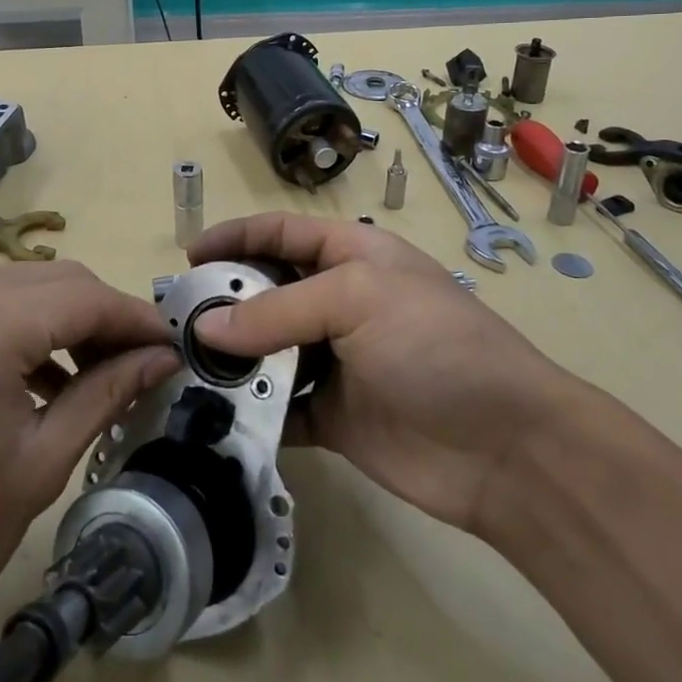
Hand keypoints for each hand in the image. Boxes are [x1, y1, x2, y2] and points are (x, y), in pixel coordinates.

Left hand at [0, 260, 180, 669]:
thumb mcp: (36, 466)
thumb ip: (105, 395)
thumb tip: (162, 359)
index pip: (90, 298)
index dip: (140, 323)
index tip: (178, 351)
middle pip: (61, 281)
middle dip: (107, 318)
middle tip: (143, 368)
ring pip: (27, 286)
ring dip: (69, 321)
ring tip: (99, 376)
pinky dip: (27, 328)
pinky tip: (43, 379)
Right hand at [188, 214, 576, 537]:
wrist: (506, 448)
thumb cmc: (433, 345)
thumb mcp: (356, 300)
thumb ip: (275, 311)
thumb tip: (203, 330)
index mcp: (352, 256)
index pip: (281, 233)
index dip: (235, 238)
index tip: (188, 257)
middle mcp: (340, 302)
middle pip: (267, 291)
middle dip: (223, 302)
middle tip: (175, 322)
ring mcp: (335, 361)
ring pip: (267, 350)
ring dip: (231, 359)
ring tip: (183, 368)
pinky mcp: (332, 416)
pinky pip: (279, 406)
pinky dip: (250, 410)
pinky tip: (216, 415)